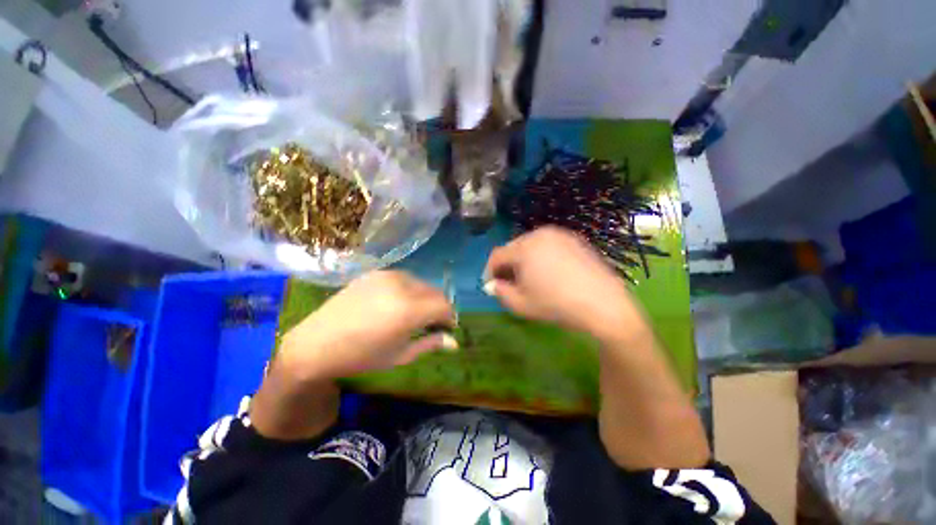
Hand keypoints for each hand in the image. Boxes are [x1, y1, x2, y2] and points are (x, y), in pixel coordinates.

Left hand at [279, 270, 456, 378]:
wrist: (316, 343)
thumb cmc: (361, 356)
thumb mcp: (400, 355)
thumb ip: (431, 344)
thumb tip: (454, 342)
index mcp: (409, 309)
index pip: (445, 305)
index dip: (449, 317)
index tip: (446, 328)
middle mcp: (402, 286)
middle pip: (435, 292)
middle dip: (439, 307)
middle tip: (431, 323)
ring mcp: (388, 275)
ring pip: (421, 283)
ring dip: (425, 298)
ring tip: (413, 314)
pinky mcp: (377, 272)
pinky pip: (404, 279)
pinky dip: (409, 290)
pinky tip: (396, 304)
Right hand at [483, 226, 645, 339]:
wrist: (603, 303)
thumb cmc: (556, 304)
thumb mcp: (521, 304)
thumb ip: (500, 292)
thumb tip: (493, 284)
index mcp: (524, 248)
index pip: (497, 255)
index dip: (490, 270)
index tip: (491, 285)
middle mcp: (540, 234)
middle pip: (513, 247)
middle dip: (508, 264)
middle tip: (510, 282)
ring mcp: (559, 234)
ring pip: (531, 245)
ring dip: (524, 259)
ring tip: (530, 278)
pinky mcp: (574, 239)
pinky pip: (549, 244)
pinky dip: (542, 256)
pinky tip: (550, 272)